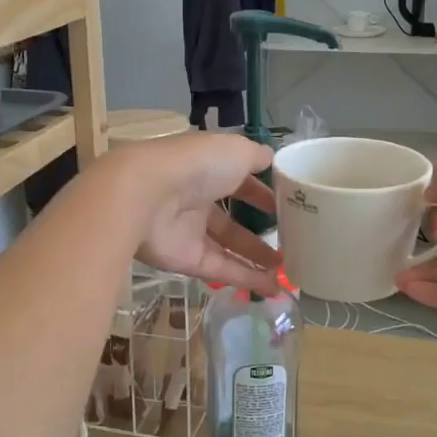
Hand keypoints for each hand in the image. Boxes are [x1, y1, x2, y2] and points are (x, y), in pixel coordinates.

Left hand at [117, 133, 280, 292]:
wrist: (146, 195)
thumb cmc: (196, 164)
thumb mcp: (236, 150)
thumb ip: (255, 157)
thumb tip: (270, 159)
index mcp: (206, 168)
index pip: (237, 180)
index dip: (261, 192)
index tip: (285, 205)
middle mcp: (196, 199)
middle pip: (232, 218)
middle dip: (260, 230)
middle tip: (290, 241)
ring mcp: (190, 231)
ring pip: (228, 247)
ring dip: (256, 258)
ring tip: (286, 268)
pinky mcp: (186, 260)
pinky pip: (222, 269)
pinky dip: (247, 278)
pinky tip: (273, 286)